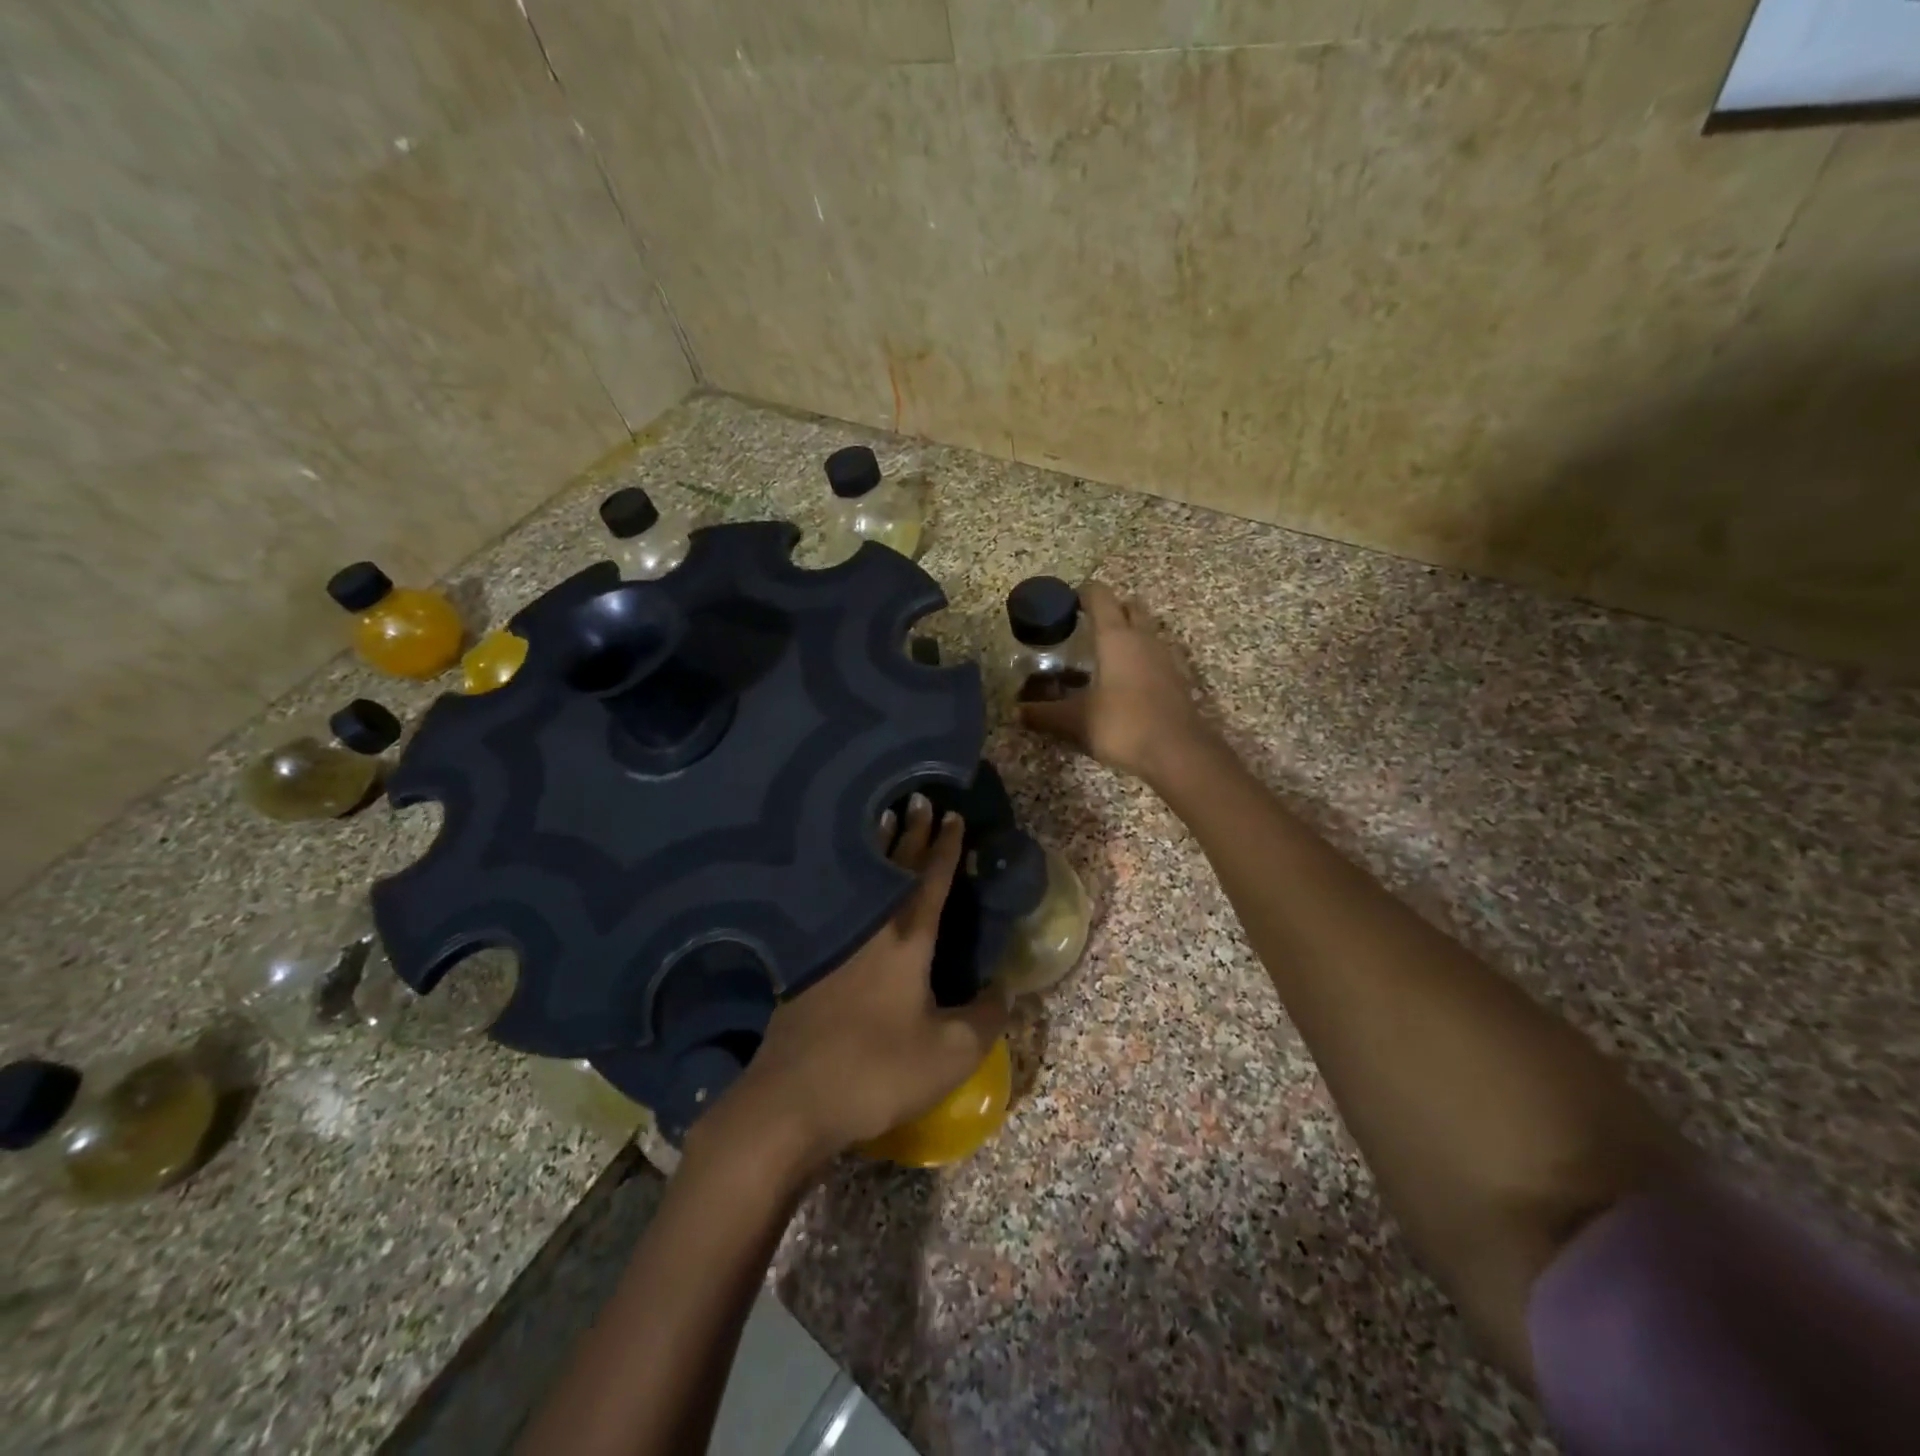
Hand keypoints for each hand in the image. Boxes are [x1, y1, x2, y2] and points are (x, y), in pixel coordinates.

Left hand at [705, 797, 1009, 1174]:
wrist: (791, 1100)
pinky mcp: (808, 964)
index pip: (931, 880)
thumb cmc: (878, 1071)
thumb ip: (985, 1018)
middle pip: (892, 869)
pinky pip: (838, 905)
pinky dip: (849, 881)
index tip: (953, 816)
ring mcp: (832, 944)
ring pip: (860, 881)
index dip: (945, 848)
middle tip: (917, 799)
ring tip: (881, 819)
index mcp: (906, 940)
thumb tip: (1004, 988)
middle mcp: (868, 929)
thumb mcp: (950, 1055)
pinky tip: (846, 888)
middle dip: (910, 833)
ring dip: (876, 849)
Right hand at [1019, 581, 1209, 784]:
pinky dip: (1142, 658)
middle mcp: (1144, 637)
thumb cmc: (1123, 725)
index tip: (1066, 603)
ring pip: (1146, 630)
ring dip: (1129, 633)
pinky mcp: (1178, 678)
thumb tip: (1016, 712)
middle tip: (1086, 627)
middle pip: (1129, 607)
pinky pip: (1157, 655)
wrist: (1178, 752)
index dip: (1082, 593)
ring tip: (1104, 654)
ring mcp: (1165, 657)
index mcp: (1116, 637)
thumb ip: (1044, 713)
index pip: (1100, 596)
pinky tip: (1127, 680)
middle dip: (1110, 609)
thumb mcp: (1076, 721)